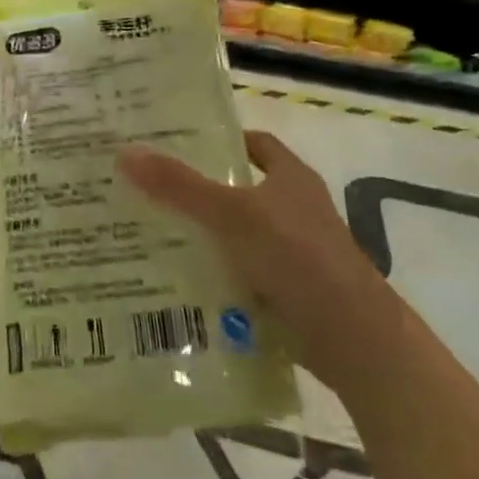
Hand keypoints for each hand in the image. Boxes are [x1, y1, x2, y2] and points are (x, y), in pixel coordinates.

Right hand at [118, 132, 402, 389]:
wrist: (353, 337)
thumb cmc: (298, 257)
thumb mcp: (232, 214)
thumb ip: (180, 186)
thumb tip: (126, 152)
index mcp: (291, 179)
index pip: (255, 145)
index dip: (220, 140)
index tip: (175, 144)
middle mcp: (294, 210)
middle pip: (238, 190)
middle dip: (195, 191)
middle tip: (144, 188)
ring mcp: (292, 253)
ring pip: (235, 235)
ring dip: (200, 236)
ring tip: (146, 234)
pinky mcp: (286, 290)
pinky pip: (238, 273)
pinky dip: (212, 275)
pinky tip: (175, 281)